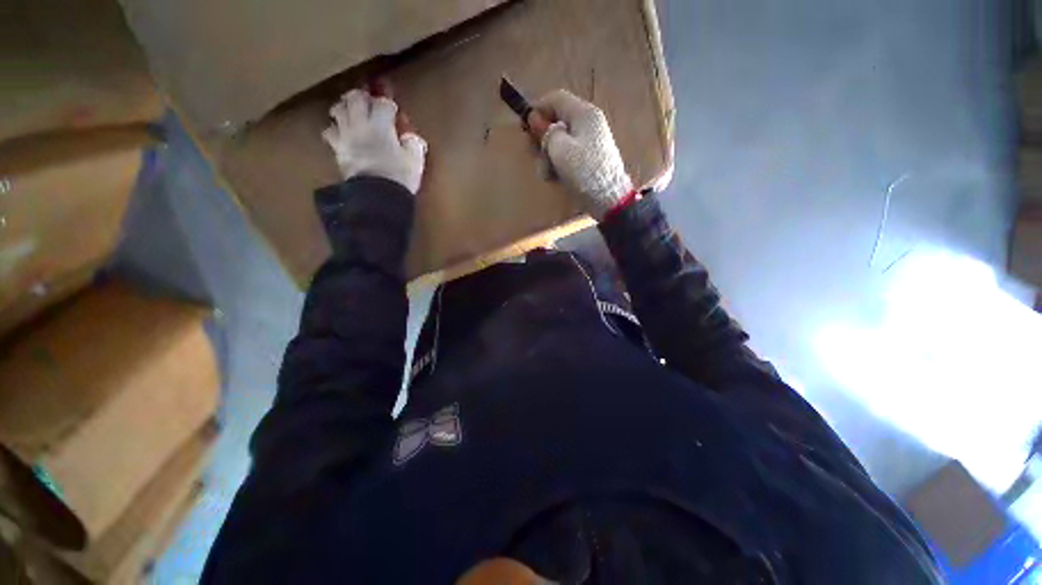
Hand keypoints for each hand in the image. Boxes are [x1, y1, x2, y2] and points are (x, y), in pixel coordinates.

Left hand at [323, 88, 426, 194]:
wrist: (377, 196)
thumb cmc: (399, 177)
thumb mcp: (415, 161)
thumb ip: (414, 145)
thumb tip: (411, 138)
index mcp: (381, 124)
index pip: (383, 103)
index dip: (388, 104)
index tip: (394, 110)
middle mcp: (361, 124)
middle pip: (355, 98)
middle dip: (362, 97)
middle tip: (368, 101)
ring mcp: (346, 135)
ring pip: (338, 110)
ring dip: (345, 108)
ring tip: (352, 113)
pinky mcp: (337, 149)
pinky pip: (329, 131)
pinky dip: (335, 129)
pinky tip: (342, 134)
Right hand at [532, 90, 632, 220]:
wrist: (609, 199)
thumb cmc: (584, 172)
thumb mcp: (561, 150)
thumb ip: (546, 133)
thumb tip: (536, 120)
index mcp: (584, 114)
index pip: (556, 99)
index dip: (538, 109)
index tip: (524, 126)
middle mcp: (588, 123)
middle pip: (557, 121)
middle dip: (543, 139)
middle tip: (535, 155)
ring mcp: (589, 141)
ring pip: (560, 141)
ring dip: (549, 156)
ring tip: (548, 174)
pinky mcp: (589, 158)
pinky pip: (568, 154)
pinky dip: (559, 164)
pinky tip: (556, 178)